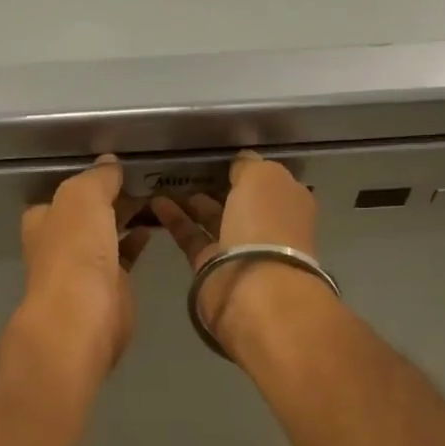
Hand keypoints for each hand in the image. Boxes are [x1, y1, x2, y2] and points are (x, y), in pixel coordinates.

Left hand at [18, 156, 150, 380]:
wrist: (84, 316)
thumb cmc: (75, 251)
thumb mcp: (83, 197)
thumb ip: (97, 178)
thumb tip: (109, 163)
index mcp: (44, 219)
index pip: (64, 192)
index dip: (88, 179)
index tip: (116, 165)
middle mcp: (60, 242)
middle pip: (88, 212)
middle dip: (111, 196)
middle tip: (143, 177)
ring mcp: (84, 266)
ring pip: (107, 233)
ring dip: (126, 217)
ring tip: (154, 195)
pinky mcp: (110, 287)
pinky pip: (124, 255)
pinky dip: (136, 240)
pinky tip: (153, 227)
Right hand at [153, 150, 323, 353]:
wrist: (253, 287)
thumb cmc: (265, 223)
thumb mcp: (262, 178)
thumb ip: (248, 166)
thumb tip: (240, 161)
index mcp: (288, 202)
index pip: (266, 181)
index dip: (245, 169)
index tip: (220, 157)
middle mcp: (267, 226)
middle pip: (239, 202)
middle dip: (217, 187)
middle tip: (188, 170)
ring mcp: (240, 249)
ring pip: (214, 219)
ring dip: (192, 203)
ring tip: (165, 184)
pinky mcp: (211, 267)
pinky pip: (192, 236)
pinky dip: (175, 219)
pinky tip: (156, 203)